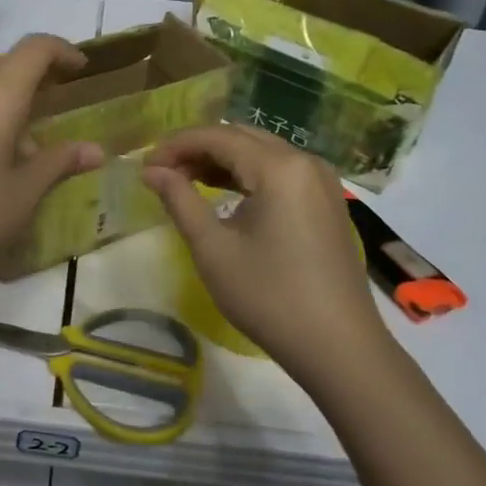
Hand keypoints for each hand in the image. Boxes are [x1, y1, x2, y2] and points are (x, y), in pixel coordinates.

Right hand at [142, 125, 381, 379]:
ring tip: (185, 180)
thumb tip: (152, 171)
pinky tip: (224, 194)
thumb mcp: (213, 249)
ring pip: (261, 153)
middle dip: (198, 148)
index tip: (145, 166)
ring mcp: (321, 181)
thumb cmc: (269, 297)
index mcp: (279, 167)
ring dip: (222, 160)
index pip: (217, 136)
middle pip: (241, 137)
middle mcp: (305, 161)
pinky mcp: (327, 202)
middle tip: (162, 172)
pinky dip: (248, 175)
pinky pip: (280, 172)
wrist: (340, 349)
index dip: (176, 145)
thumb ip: (179, 200)